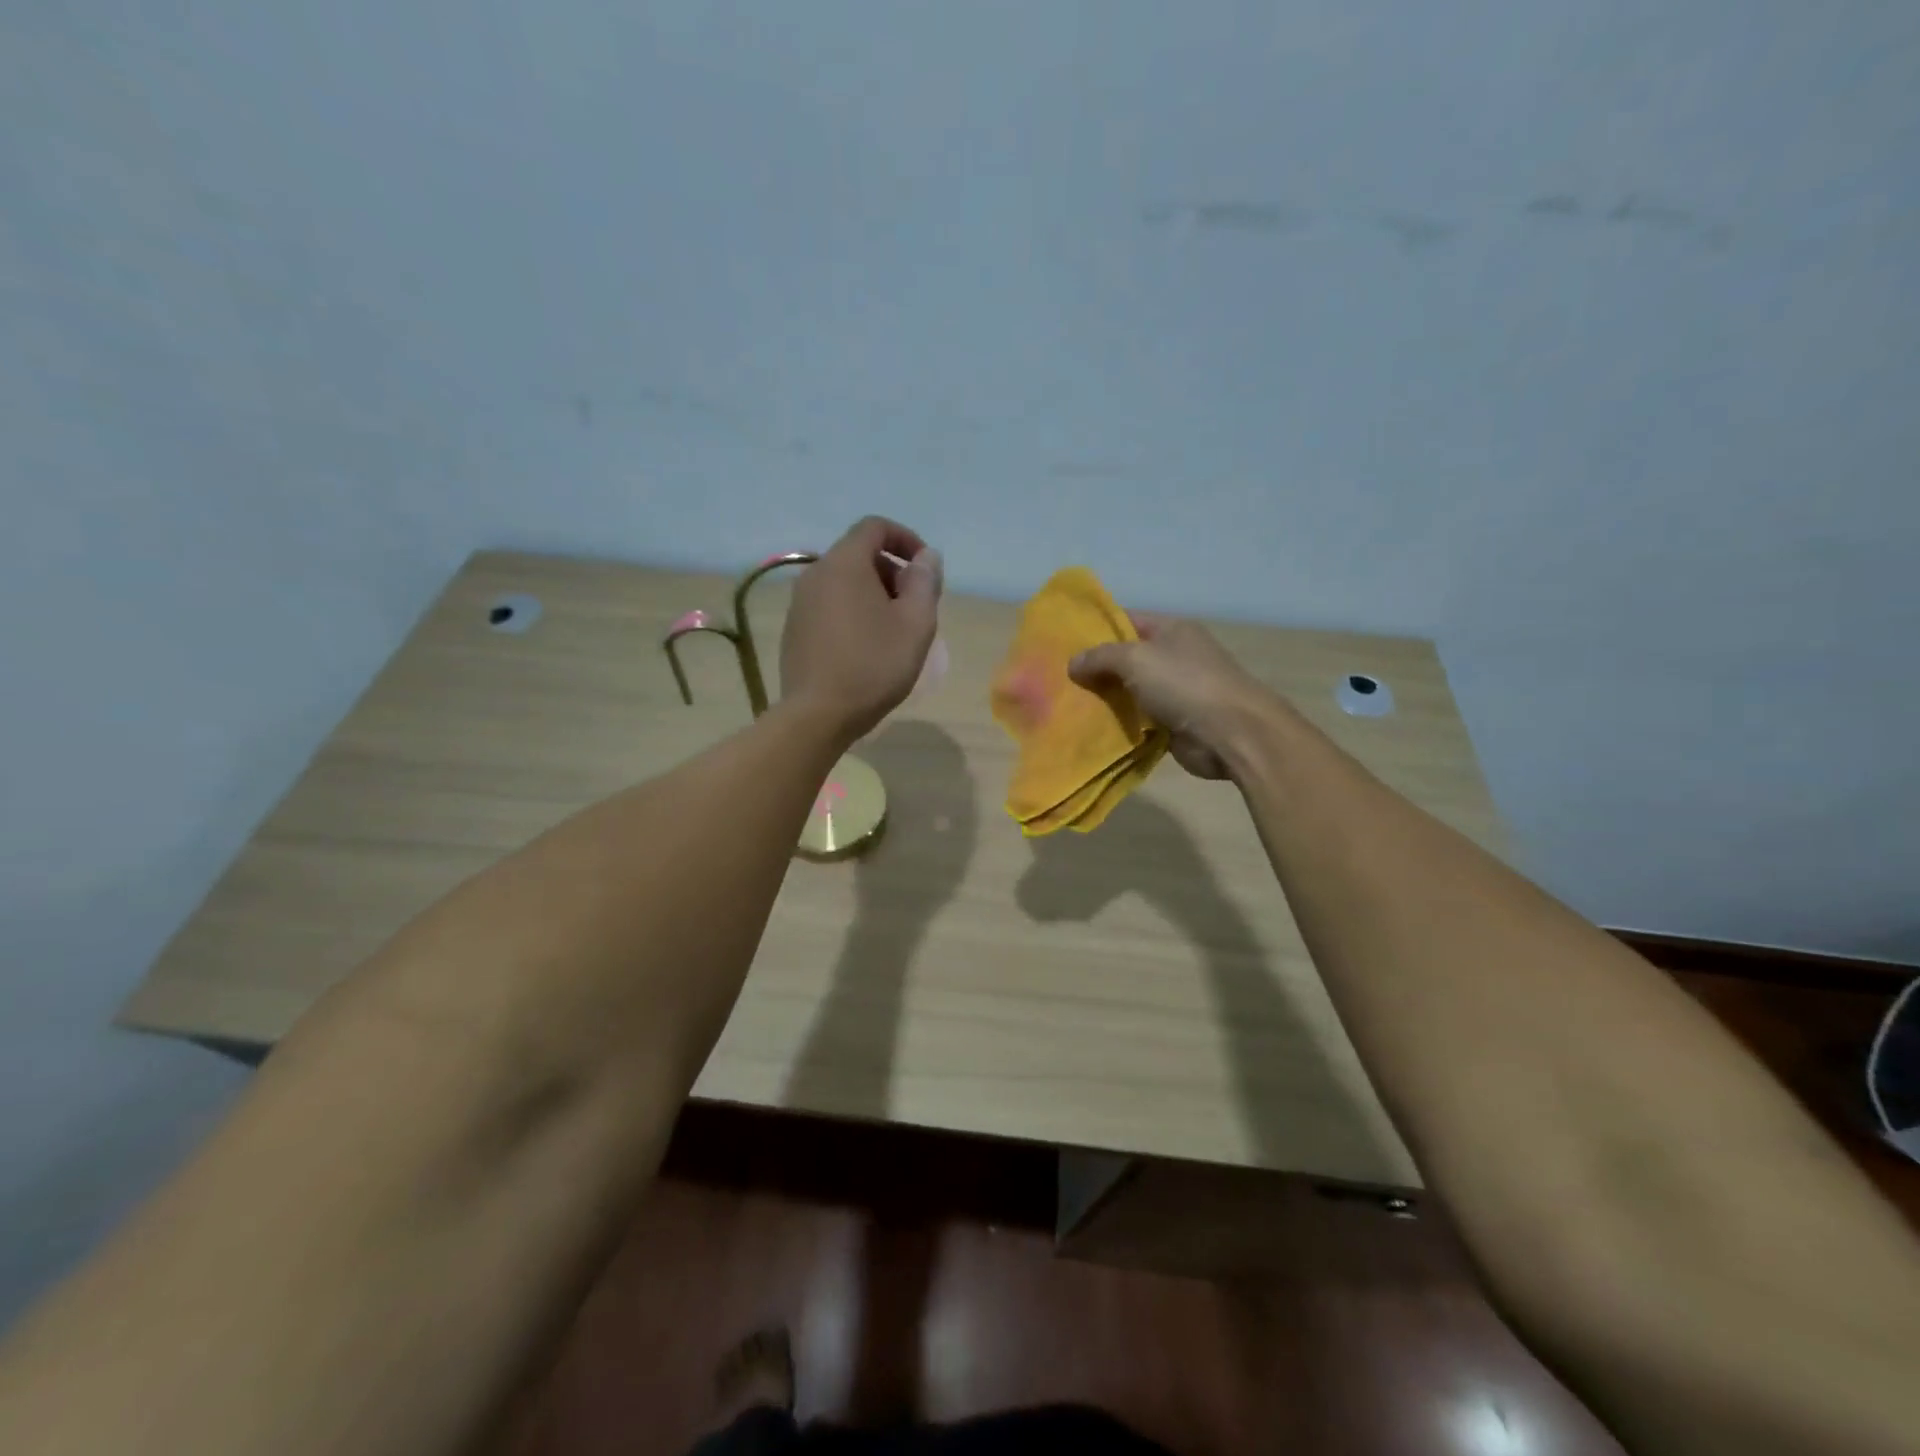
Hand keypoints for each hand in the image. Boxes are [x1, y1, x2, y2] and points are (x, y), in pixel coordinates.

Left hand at [780, 516, 942, 742]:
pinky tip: (866, 647)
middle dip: (891, 571)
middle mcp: (815, 574)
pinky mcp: (794, 629)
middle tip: (914, 605)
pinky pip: (829, 606)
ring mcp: (799, 603)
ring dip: (873, 594)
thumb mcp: (915, 623)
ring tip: (894, 630)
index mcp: (844, 563)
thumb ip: (925, 582)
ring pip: (843, 582)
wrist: (818, 714)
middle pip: (858, 554)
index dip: (905, 538)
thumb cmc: (873, 665)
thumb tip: (926, 556)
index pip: (875, 527)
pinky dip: (852, 612)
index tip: (925, 568)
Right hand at [1069, 615, 1270, 779]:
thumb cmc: (1184, 684)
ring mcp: (1177, 691)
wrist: (1231, 733)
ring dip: (1106, 700)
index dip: (1097, 628)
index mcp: (1171, 630)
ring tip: (1068, 704)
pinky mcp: (1175, 724)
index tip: (1064, 641)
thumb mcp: (1135, 659)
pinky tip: (1092, 729)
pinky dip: (1121, 725)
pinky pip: (1140, 721)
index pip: (1127, 620)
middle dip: (1096, 668)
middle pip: (1127, 658)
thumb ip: (1101, 657)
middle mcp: (1175, 657)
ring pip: (1131, 692)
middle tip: (1058, 677)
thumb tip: (1073, 663)